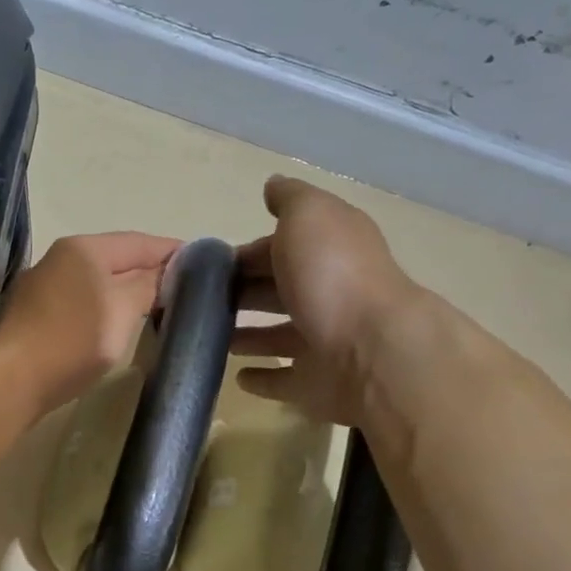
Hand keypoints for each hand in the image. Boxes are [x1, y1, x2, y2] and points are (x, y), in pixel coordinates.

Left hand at [0, 231, 182, 413]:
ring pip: (99, 281)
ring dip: (128, 290)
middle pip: (118, 258)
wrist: (13, 380)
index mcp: (84, 248)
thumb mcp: (122, 310)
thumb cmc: (73, 340)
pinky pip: (83, 301)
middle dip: (151, 271)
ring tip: (160, 306)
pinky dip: (107, 306)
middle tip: (188, 289)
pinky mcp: (37, 313)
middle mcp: (61, 257)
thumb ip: (148, 285)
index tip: (206, 264)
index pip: (140, 241)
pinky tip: (120, 322)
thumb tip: (166, 272)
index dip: (173, 251)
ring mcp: (45, 285)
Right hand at [231, 176, 428, 428]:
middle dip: (244, 293)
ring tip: (209, 338)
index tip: (207, 265)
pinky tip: (237, 376)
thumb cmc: (332, 275)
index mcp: (328, 252)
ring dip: (249, 336)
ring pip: (278, 337)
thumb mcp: (309, 216)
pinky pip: (284, 381)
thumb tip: (273, 185)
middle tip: (198, 302)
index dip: (246, 253)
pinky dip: (263, 378)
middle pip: (279, 291)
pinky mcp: (316, 385)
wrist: (372, 351)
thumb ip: (290, 199)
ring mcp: (323, 343)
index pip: (280, 249)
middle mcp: (329, 295)